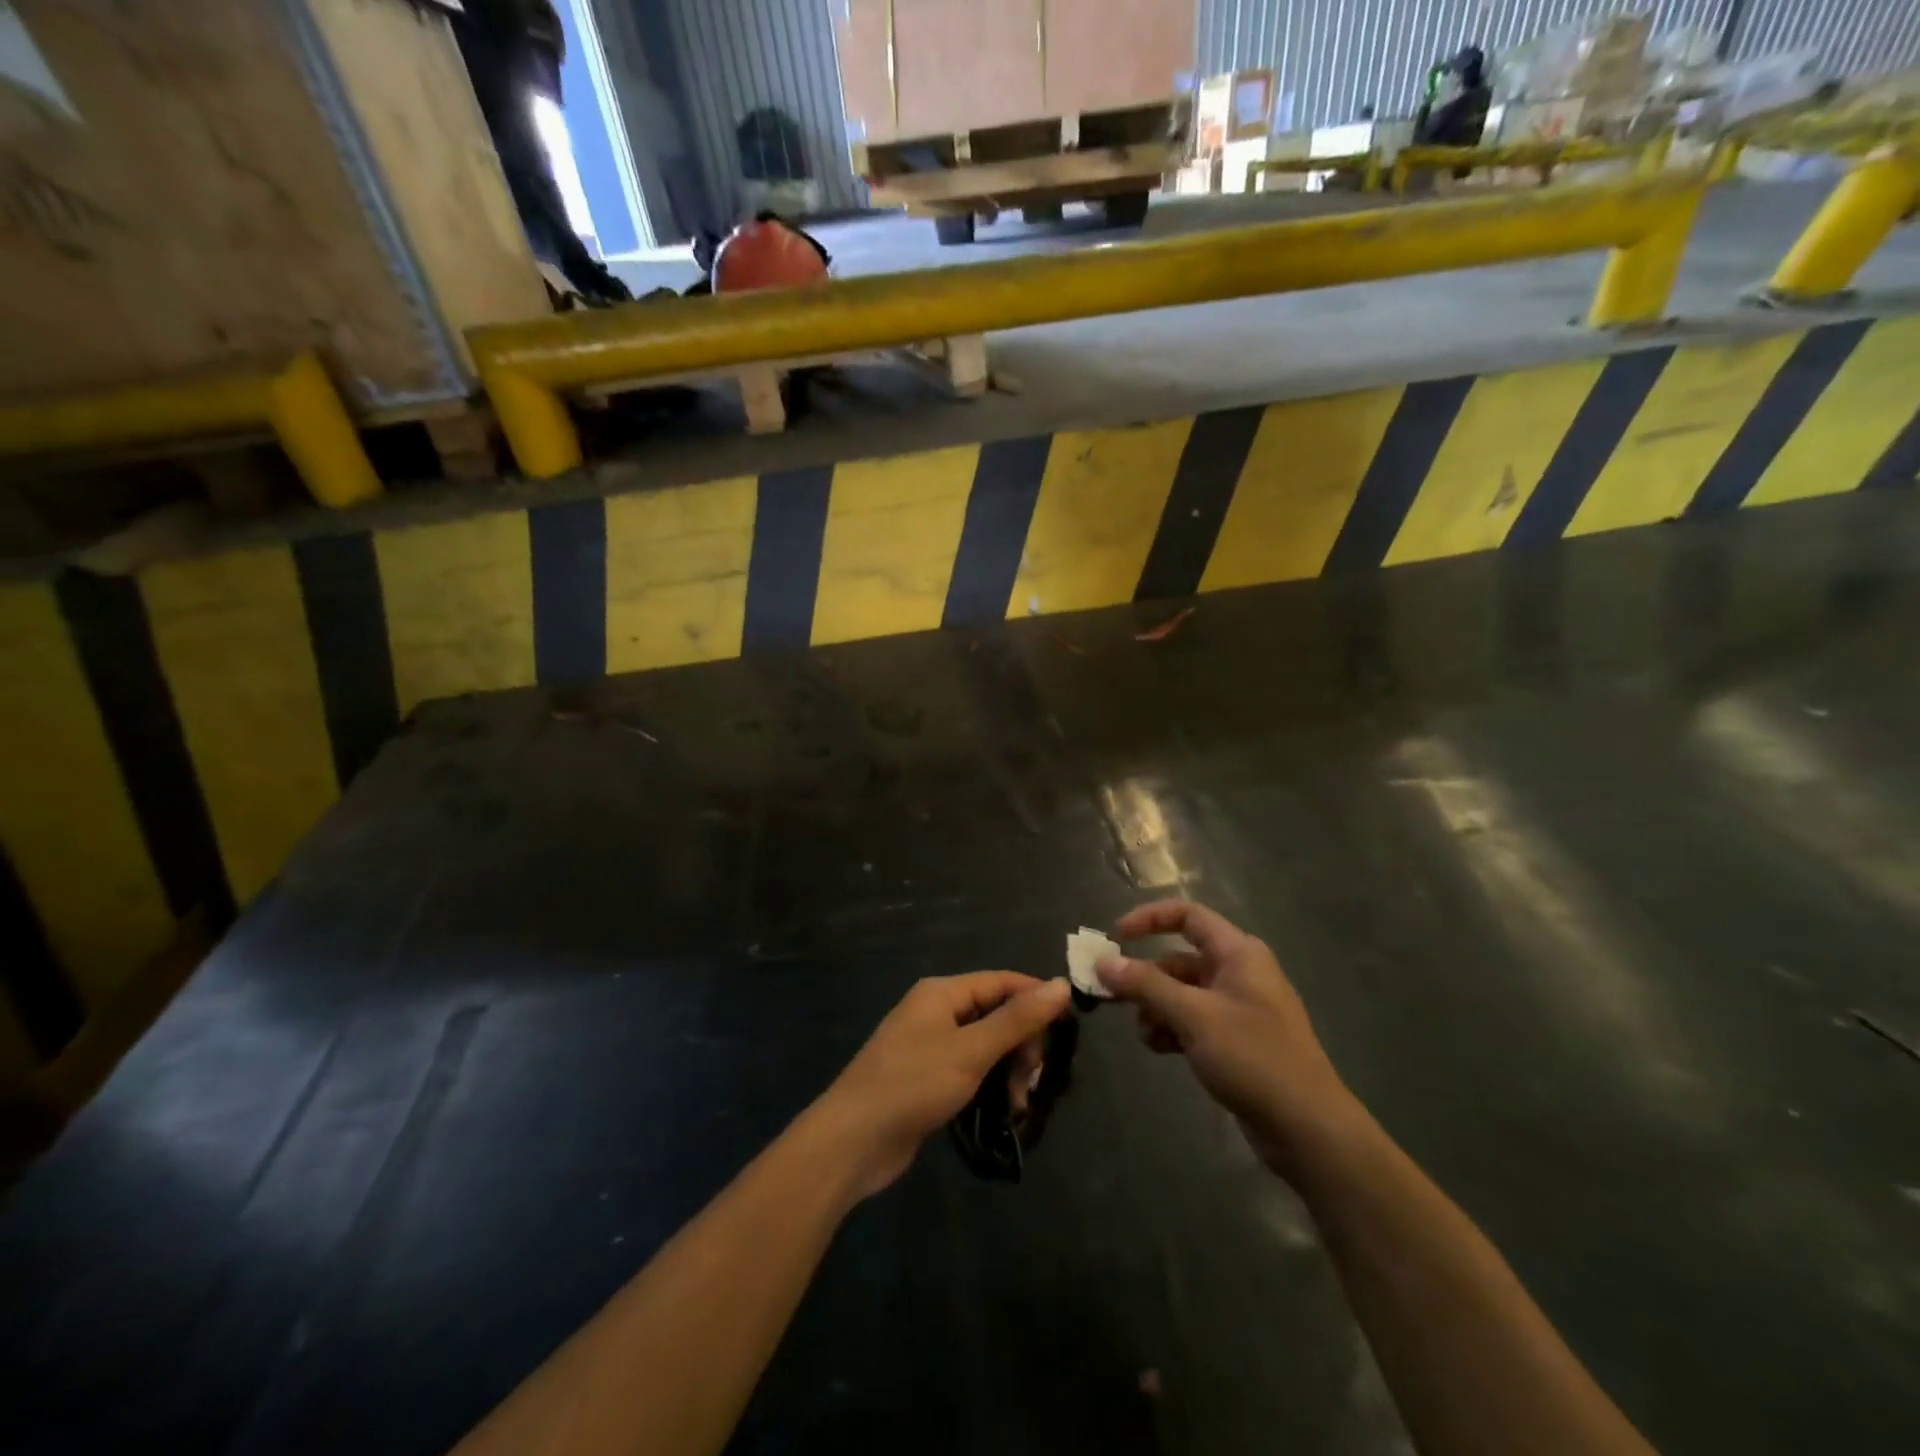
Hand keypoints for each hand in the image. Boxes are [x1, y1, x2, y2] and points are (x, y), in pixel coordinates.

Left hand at [815, 972, 1070, 1198]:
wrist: (852, 1141)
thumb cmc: (912, 1085)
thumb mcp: (971, 1050)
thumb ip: (1017, 1019)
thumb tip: (1061, 984)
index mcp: (942, 993)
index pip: (1002, 982)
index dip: (1037, 999)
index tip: (1068, 1029)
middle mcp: (936, 1012)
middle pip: (996, 1014)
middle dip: (1021, 1045)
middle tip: (1032, 1080)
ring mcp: (930, 1047)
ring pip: (987, 1047)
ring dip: (1009, 1071)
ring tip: (1018, 1105)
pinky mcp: (928, 1080)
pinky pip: (971, 1071)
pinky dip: (990, 1087)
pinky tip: (1004, 1112)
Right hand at [1098, 900, 1357, 1182]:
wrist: (1308, 1129)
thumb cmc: (1253, 1057)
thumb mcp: (1193, 1016)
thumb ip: (1146, 985)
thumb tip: (1102, 962)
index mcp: (1238, 953)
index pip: (1187, 916)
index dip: (1148, 919)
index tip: (1115, 938)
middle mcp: (1239, 973)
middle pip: (1179, 959)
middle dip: (1145, 977)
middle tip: (1110, 996)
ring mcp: (1239, 1008)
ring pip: (1183, 994)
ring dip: (1156, 1008)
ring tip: (1144, 1034)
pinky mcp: (1237, 1041)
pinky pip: (1194, 1021)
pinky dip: (1173, 1029)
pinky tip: (1159, 1049)